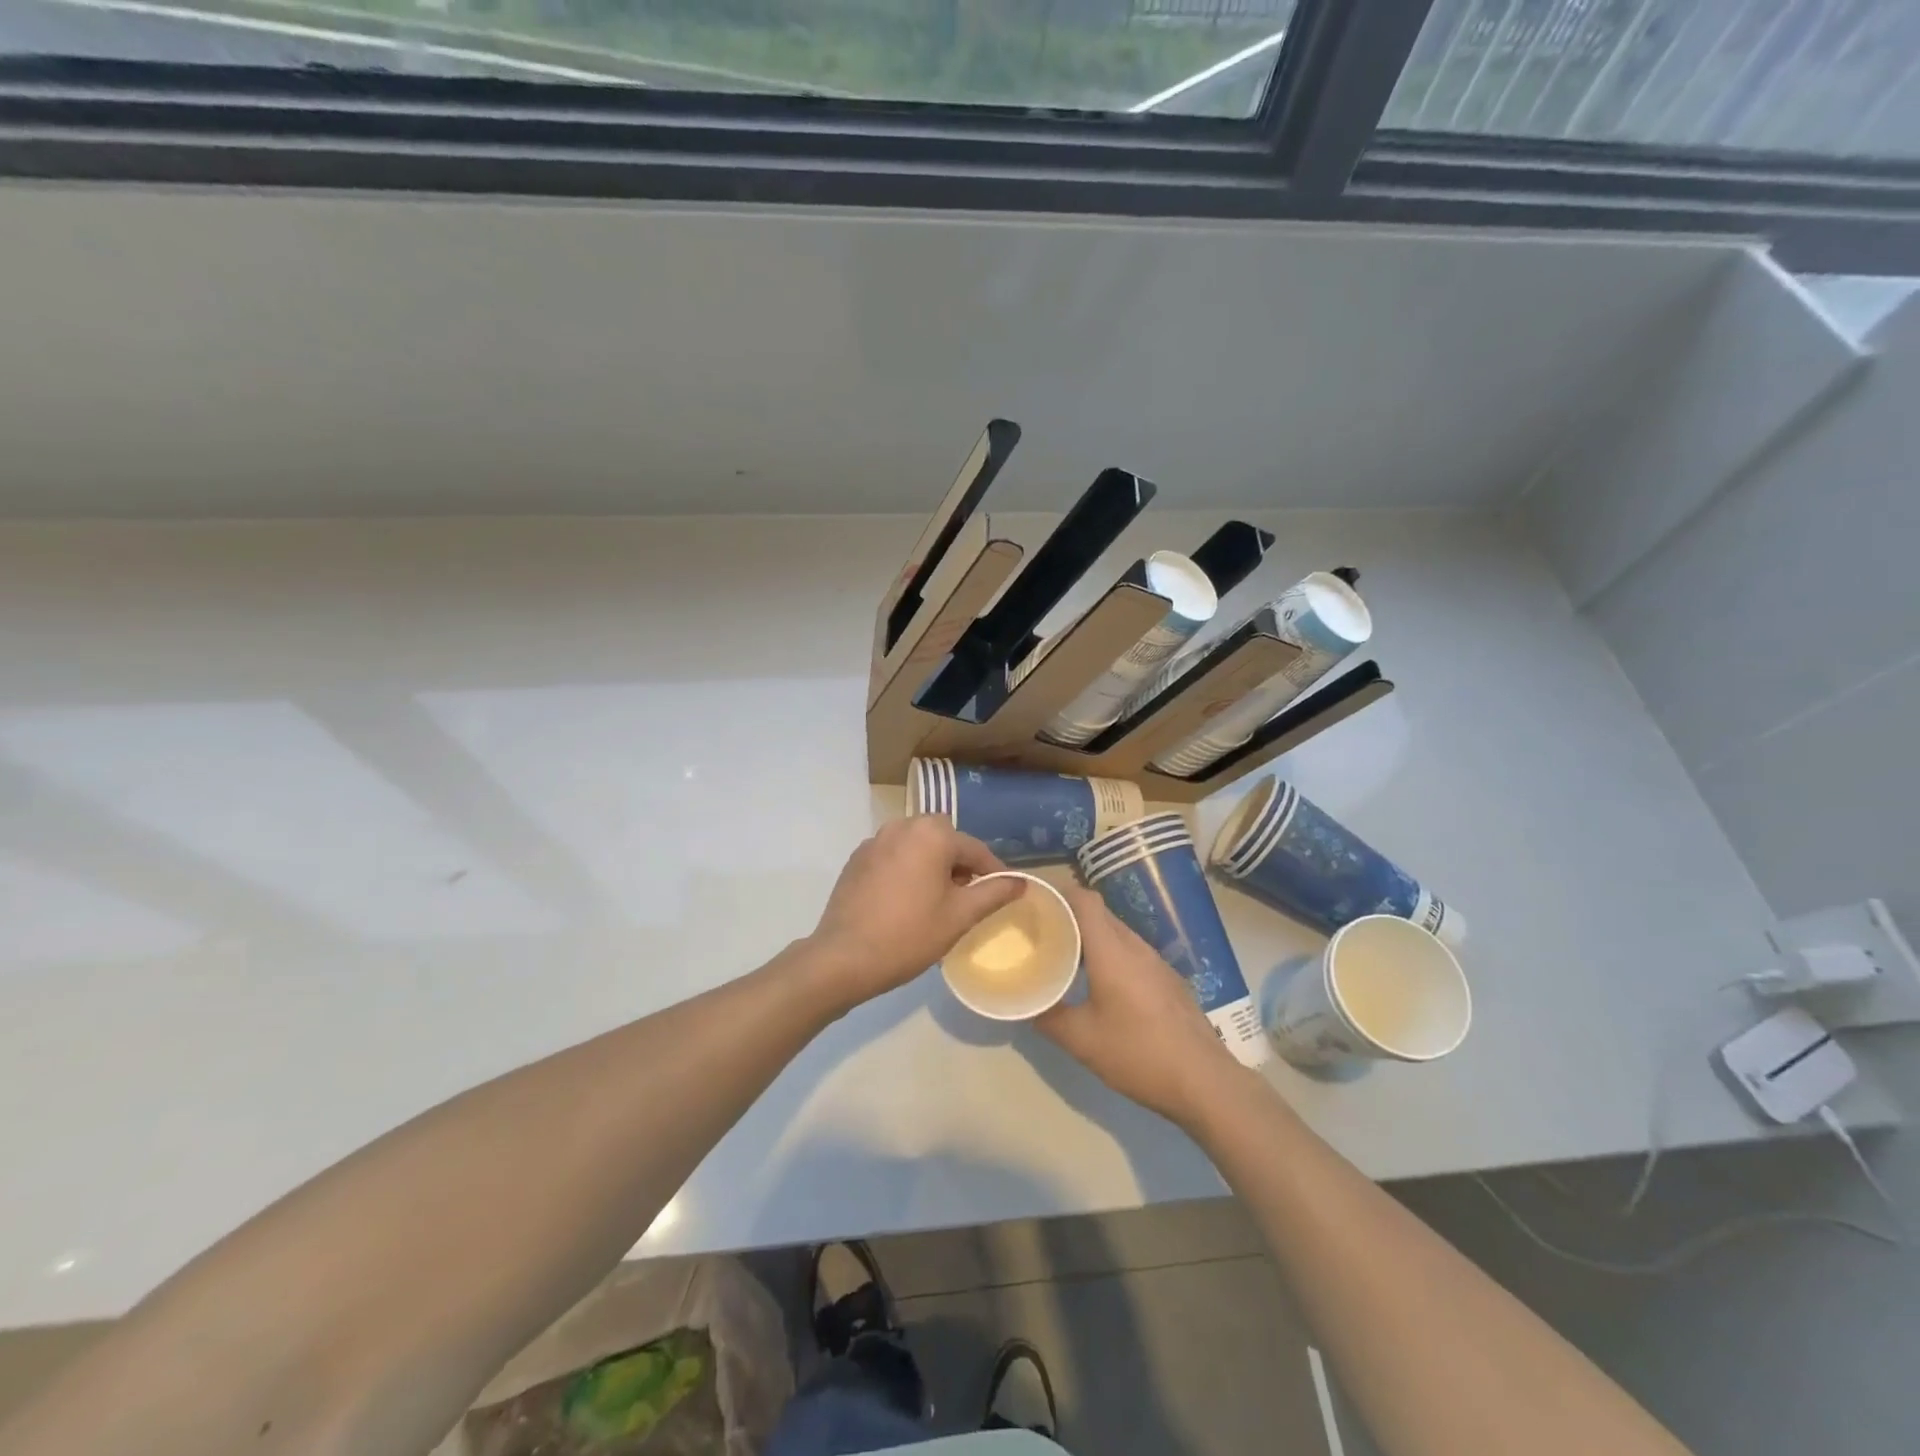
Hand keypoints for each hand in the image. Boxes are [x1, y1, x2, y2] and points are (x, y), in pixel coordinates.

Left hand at [805, 816, 1025, 1010]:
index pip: (974, 849)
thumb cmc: (909, 935)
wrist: (843, 958)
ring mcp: (875, 841)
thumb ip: (993, 893)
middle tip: (965, 896)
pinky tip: (904, 901)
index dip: (993, 872)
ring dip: (931, 863)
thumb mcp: (959, 916)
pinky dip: (906, 869)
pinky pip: (893, 855)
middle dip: (959, 863)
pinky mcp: (857, 859)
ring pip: (916, 845)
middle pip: (943, 839)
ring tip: (936, 899)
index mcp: (931, 834)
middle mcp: (902, 826)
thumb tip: (1021, 882)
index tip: (1004, 893)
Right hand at [1036, 886, 1249, 1127]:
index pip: (1084, 900)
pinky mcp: (1169, 980)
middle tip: (1042, 933)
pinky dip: (1111, 955)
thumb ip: (1049, 1017)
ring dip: (1091, 938)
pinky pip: (1132, 953)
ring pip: (1117, 934)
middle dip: (1069, 917)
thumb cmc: (1138, 1054)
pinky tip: (1101, 985)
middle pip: (1100, 914)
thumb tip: (1027, 1004)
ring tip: (1066, 958)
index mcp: (1112, 951)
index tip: (1034, 903)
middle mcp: (1136, 947)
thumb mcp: (1082, 1041)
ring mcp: (1157, 962)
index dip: (1059, 894)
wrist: (1205, 1082)